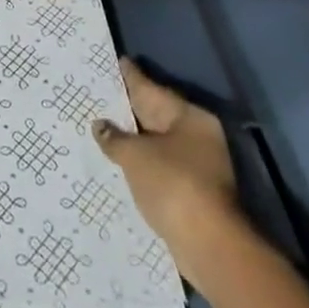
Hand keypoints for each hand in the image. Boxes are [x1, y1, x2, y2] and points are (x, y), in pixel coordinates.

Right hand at [93, 58, 249, 284]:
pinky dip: (140, 162)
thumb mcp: (135, 155)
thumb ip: (115, 138)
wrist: (209, 245)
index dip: (130, 76)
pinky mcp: (191, 191)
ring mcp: (197, 164)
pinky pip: (158, 165)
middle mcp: (197, 135)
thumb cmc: (173, 185)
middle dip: (128, 107)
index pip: (151, 88)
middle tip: (99, 92)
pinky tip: (118, 160)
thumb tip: (101, 126)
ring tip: (101, 126)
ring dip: (132, 137)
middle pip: (155, 114)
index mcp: (189, 117)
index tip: (115, 61)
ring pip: (156, 141)